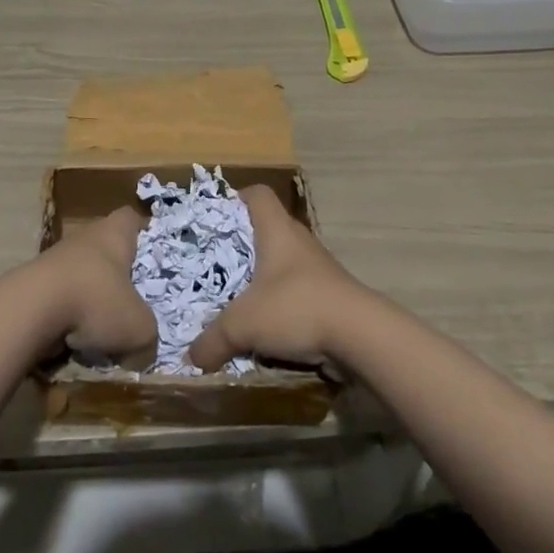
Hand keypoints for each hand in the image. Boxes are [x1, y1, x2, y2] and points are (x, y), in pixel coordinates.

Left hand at [29, 205, 156, 369]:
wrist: (30, 309)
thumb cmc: (95, 301)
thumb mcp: (138, 327)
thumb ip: (148, 336)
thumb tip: (144, 350)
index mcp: (114, 234)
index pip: (131, 218)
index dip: (143, 232)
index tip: (152, 252)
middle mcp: (85, 237)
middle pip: (106, 247)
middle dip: (118, 273)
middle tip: (133, 299)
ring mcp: (56, 258)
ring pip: (83, 273)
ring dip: (92, 297)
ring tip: (104, 328)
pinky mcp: (36, 282)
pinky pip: (62, 295)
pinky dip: (69, 314)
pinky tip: (76, 339)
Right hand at [188, 185, 369, 373]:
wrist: (361, 335)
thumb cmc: (296, 307)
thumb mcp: (243, 324)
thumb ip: (212, 340)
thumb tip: (192, 357)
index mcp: (277, 230)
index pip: (257, 195)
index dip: (235, 199)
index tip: (215, 218)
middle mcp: (299, 241)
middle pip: (267, 229)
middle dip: (241, 246)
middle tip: (216, 264)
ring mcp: (318, 268)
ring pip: (282, 263)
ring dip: (262, 279)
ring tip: (237, 299)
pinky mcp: (329, 295)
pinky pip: (297, 291)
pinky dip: (281, 304)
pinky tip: (265, 327)